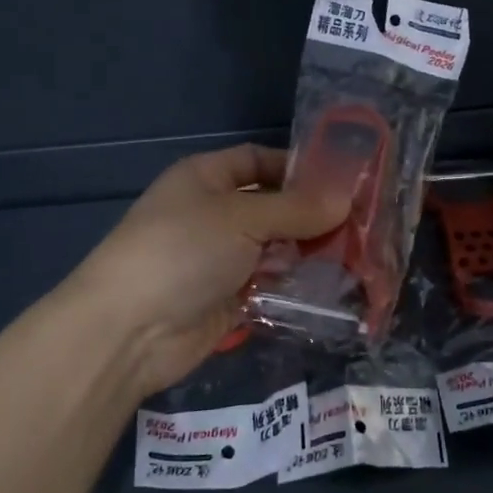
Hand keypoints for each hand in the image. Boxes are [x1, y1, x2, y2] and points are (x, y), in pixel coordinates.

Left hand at [54, 145, 346, 397]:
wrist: (128, 331)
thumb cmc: (182, 251)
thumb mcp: (242, 218)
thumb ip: (297, 209)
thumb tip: (347, 199)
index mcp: (206, 178)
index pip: (259, 160)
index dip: (298, 166)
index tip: (344, 180)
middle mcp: (213, 213)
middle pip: (272, 206)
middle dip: (313, 214)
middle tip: (363, 223)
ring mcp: (220, 258)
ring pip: (275, 247)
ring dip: (309, 251)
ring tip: (359, 255)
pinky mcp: (228, 298)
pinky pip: (270, 284)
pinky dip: (296, 284)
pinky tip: (334, 286)